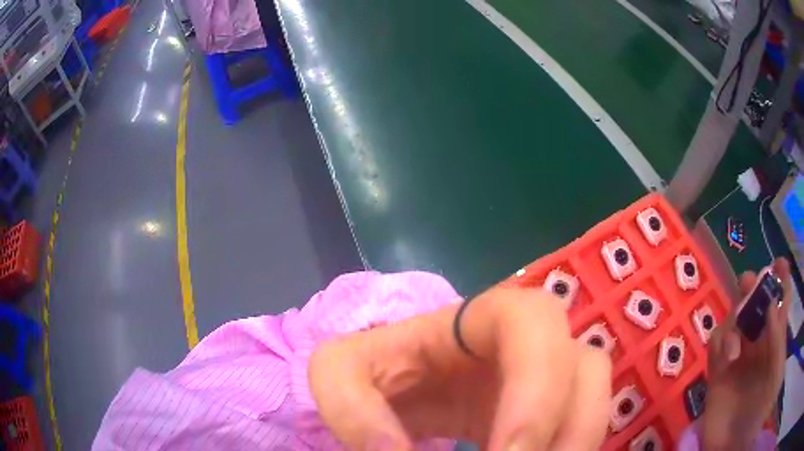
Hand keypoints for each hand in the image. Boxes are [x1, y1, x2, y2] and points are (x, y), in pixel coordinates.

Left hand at [309, 286, 611, 449]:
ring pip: (597, 398)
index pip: (536, 323)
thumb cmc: (375, 369)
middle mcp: (532, 344)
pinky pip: (583, 424)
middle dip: (570, 428)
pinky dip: (570, 448)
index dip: (539, 386)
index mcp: (483, 319)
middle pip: (588, 365)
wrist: (402, 384)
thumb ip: (349, 406)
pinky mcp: (551, 409)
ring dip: (576, 444)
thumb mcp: (339, 375)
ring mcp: (549, 378)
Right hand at [702, 257, 791, 449]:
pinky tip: (726, 357)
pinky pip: (715, 345)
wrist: (732, 447)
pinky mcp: (716, 372)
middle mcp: (757, 344)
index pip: (779, 304)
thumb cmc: (760, 412)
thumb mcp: (775, 377)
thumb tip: (771, 305)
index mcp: (774, 341)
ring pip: (733, 321)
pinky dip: (719, 343)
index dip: (781, 281)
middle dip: (753, 289)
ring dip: (734, 321)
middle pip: (754, 306)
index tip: (780, 263)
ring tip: (736, 346)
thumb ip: (777, 342)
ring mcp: (737, 358)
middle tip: (750, 282)